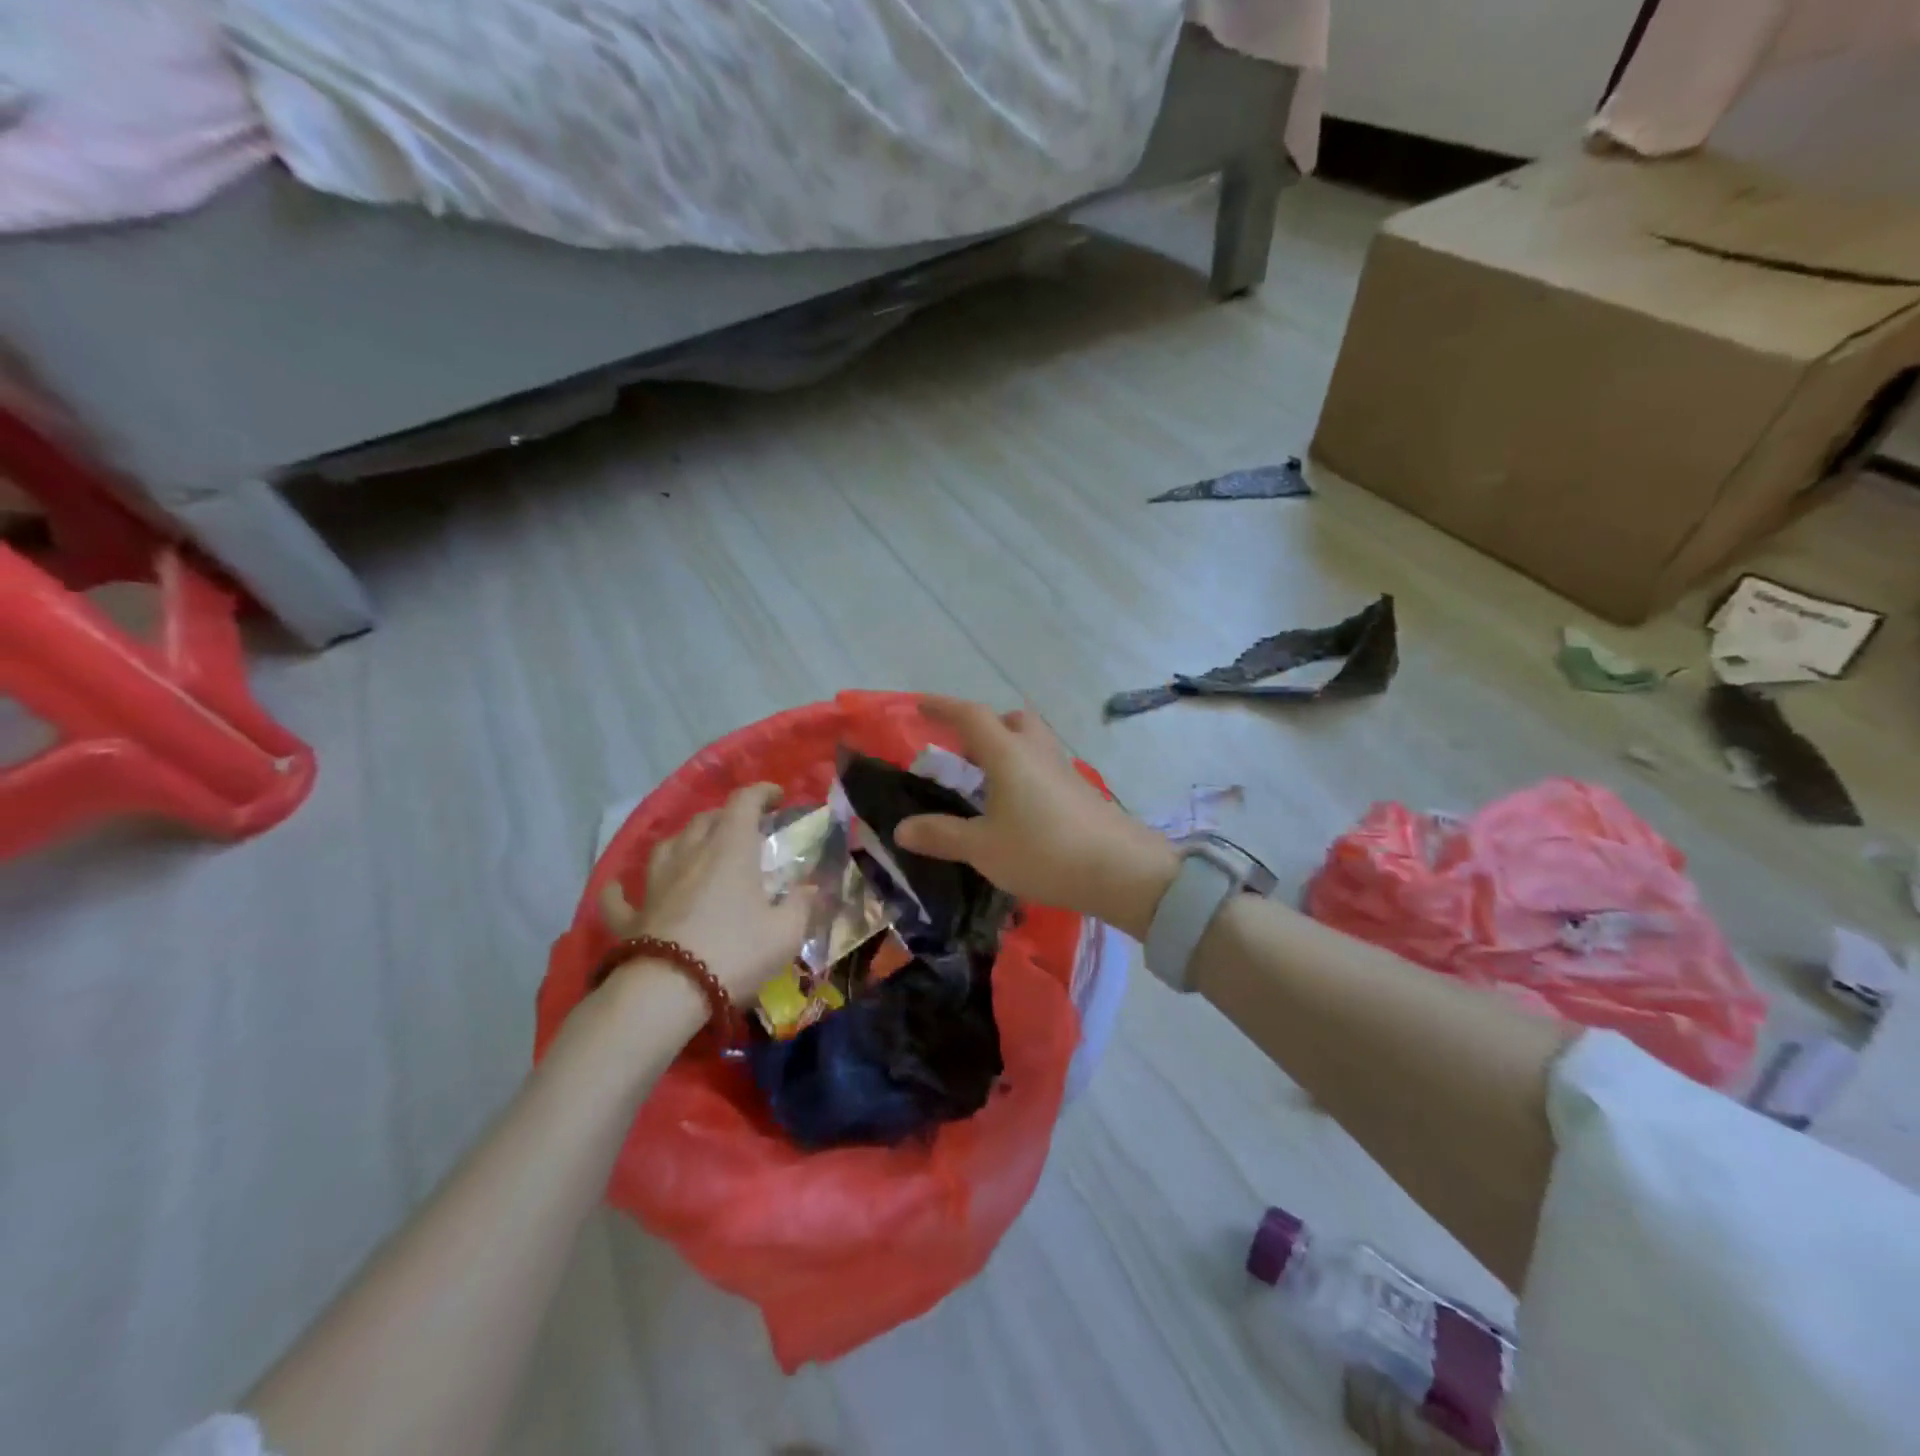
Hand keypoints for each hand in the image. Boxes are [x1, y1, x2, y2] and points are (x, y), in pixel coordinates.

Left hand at [600, 782, 809, 1002]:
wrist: (668, 992)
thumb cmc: (735, 952)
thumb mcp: (786, 933)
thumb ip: (800, 905)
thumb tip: (809, 888)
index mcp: (731, 849)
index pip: (744, 802)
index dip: (762, 793)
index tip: (778, 798)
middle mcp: (690, 854)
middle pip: (706, 819)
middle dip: (727, 817)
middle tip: (746, 830)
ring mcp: (655, 883)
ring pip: (666, 846)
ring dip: (684, 841)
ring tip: (696, 849)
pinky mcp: (632, 916)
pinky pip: (620, 897)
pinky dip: (621, 890)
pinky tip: (619, 889)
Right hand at [893, 698, 1177, 939]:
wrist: (1122, 871)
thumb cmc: (1044, 852)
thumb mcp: (983, 848)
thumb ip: (942, 835)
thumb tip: (901, 828)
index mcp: (1008, 754)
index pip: (970, 716)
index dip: (942, 706)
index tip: (919, 705)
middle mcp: (1037, 752)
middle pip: (1010, 721)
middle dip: (984, 727)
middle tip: (963, 752)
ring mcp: (1064, 770)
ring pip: (1031, 742)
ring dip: (1007, 750)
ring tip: (987, 784)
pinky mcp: (1081, 791)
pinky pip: (1044, 768)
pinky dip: (1025, 774)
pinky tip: (1019, 809)